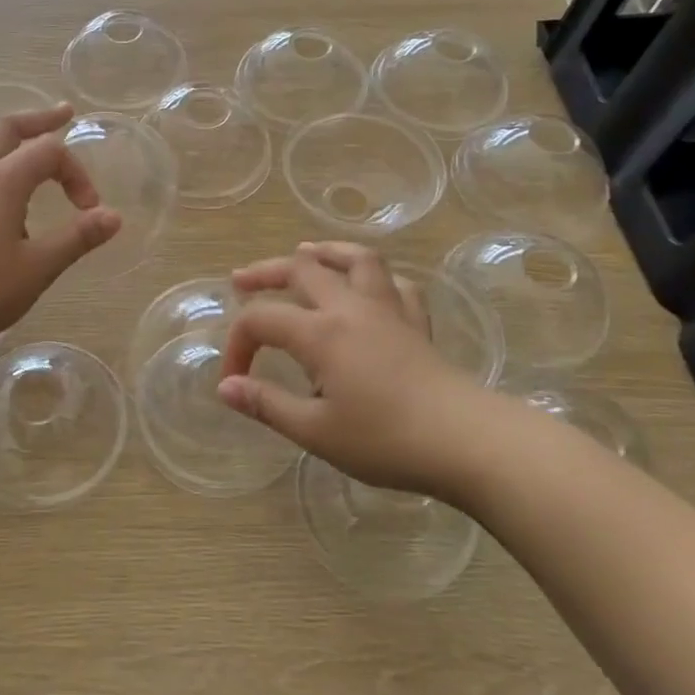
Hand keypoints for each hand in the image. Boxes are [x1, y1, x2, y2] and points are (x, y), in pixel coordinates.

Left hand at [0, 104, 120, 349]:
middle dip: (38, 120)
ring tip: (21, 140)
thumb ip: (77, 238)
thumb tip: (114, 216)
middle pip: (6, 128)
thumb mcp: (38, 268)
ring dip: (5, 134)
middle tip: (63, 114)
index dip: (76, 173)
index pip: (48, 152)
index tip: (88, 209)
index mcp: (1, 181)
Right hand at [217, 242, 511, 502]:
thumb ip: (267, 405)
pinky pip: (395, 284)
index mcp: (320, 333)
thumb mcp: (315, 431)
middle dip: (265, 273)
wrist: (467, 442)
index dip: (237, 345)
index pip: (261, 320)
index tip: (235, 381)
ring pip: (356, 259)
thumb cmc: (386, 439)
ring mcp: (389, 310)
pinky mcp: (418, 323)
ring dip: (325, 252)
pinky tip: (368, 287)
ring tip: (305, 253)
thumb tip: (226, 388)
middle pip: (301, 270)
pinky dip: (375, 278)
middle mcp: (351, 308)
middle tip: (241, 281)